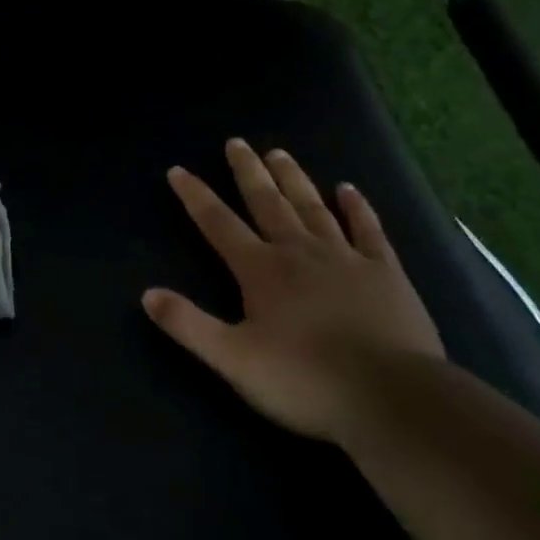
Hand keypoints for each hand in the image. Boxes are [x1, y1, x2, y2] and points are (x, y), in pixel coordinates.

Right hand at [142, 139, 443, 441]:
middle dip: (248, 172)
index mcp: (261, 270)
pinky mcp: (385, 272)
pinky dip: (357, 207)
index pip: (218, 224)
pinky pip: (368, 229)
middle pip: (267, 202)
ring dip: (293, 179)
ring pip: (313, 207)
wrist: (391, 397)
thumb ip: (189, 325)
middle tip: (237, 142)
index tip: (178, 170)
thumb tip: (148, 294)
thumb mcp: (233, 360)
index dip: (195, 196)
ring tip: (279, 153)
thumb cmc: (304, 380)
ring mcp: (346, 258)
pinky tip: (348, 190)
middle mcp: (299, 252)